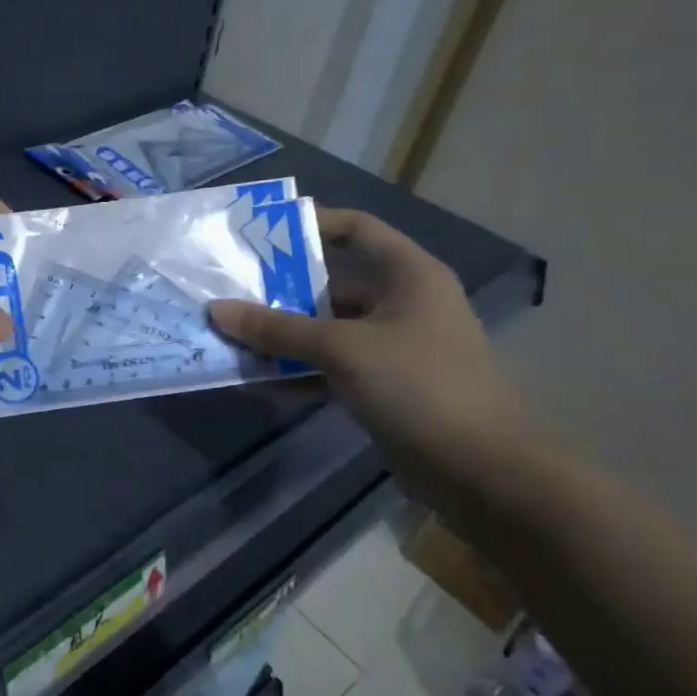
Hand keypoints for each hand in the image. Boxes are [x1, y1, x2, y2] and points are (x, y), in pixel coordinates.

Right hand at [207, 208, 525, 499]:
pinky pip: (328, 366)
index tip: (259, 231)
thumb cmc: (419, 386)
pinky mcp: (382, 385)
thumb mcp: (342, 349)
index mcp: (408, 275)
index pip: (357, 229)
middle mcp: (401, 303)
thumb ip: (277, 329)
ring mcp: (391, 346)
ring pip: (325, 328)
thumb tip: (216, 310)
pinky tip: (254, 377)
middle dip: (279, 287)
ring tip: (230, 332)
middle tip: (227, 287)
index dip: (311, 223)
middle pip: (331, 282)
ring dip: (281, 333)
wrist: (480, 472)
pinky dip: (295, 370)